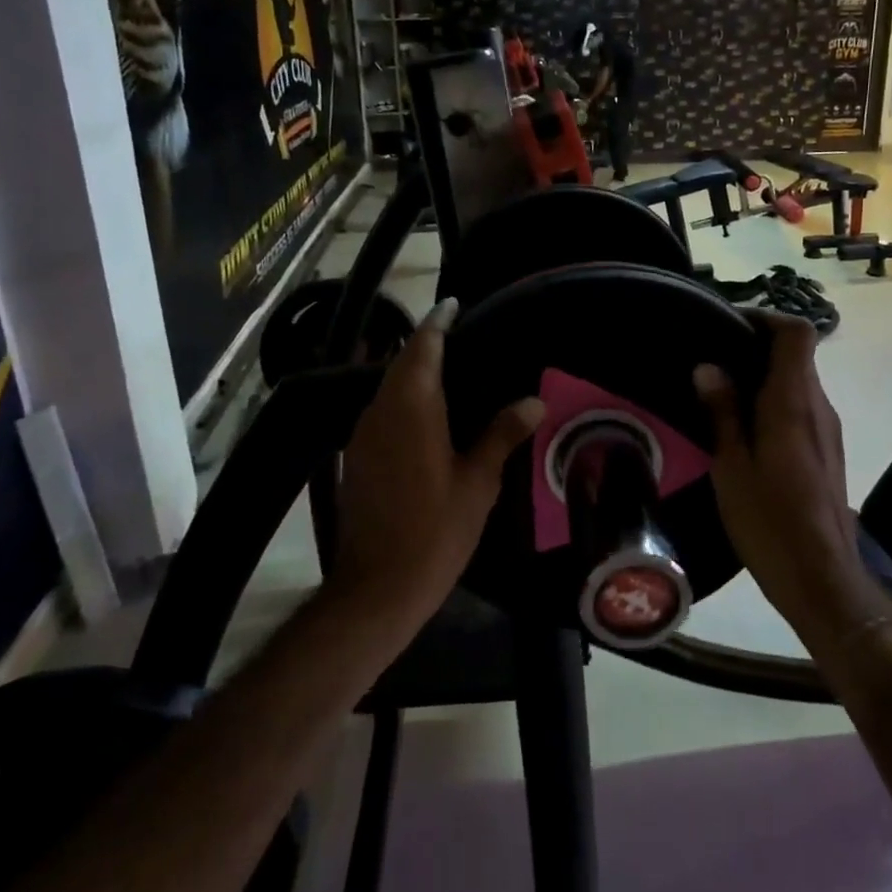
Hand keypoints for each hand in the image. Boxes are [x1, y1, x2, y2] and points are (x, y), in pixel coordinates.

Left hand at [331, 298, 544, 633]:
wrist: (376, 587)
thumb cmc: (435, 530)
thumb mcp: (478, 482)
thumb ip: (502, 434)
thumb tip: (534, 400)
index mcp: (412, 407)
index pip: (423, 347)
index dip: (438, 322)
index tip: (454, 304)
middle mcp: (381, 411)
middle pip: (402, 363)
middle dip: (427, 344)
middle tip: (461, 337)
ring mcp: (363, 434)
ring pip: (388, 387)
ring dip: (413, 372)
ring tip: (450, 371)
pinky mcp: (357, 457)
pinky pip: (382, 411)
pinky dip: (404, 399)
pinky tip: (428, 415)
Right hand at [693, 314, 871, 638]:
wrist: (821, 579)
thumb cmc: (769, 521)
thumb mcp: (732, 465)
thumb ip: (722, 411)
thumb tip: (709, 366)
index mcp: (793, 403)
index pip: (797, 333)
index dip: (766, 318)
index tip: (729, 326)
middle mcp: (818, 407)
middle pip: (798, 355)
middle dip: (757, 348)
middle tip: (712, 361)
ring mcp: (828, 430)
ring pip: (799, 383)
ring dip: (764, 377)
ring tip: (720, 393)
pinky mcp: (828, 452)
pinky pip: (801, 408)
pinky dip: (774, 402)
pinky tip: (743, 429)